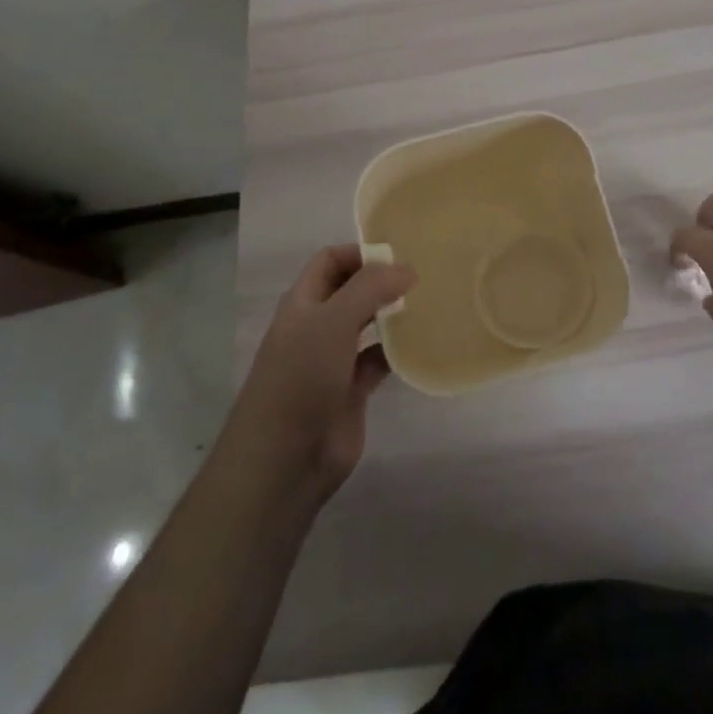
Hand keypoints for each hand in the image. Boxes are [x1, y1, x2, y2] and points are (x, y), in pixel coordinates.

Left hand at [226, 245, 415, 500]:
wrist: (283, 460)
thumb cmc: (301, 378)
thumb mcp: (333, 321)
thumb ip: (370, 288)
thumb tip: (407, 268)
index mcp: (303, 303)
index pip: (330, 260)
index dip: (360, 252)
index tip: (399, 255)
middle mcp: (317, 326)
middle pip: (351, 290)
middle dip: (381, 281)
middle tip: (423, 277)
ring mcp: (333, 360)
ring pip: (367, 325)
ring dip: (392, 314)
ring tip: (429, 303)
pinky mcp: (351, 391)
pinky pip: (378, 360)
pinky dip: (397, 352)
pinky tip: (421, 344)